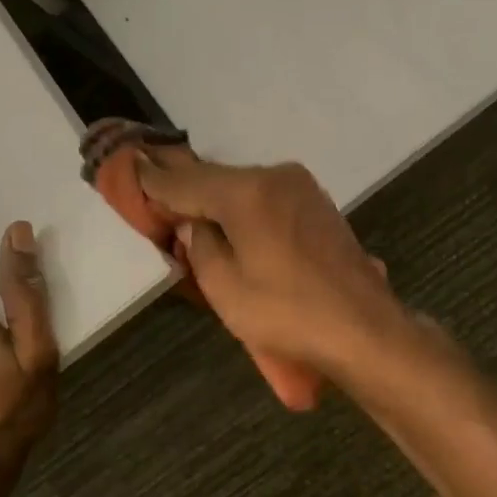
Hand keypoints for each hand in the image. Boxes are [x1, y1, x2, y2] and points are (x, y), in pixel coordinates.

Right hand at [136, 150, 409, 378]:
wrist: (365, 330)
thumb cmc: (287, 312)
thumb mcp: (225, 287)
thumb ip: (200, 247)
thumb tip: (194, 226)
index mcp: (247, 192)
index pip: (186, 180)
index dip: (155, 179)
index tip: (131, 166)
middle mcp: (276, 177)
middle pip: (217, 179)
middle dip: (187, 190)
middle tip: (157, 199)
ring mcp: (303, 189)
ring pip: (245, 188)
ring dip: (217, 202)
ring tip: (192, 217)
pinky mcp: (320, 208)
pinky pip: (268, 200)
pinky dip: (245, 210)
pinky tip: (235, 228)